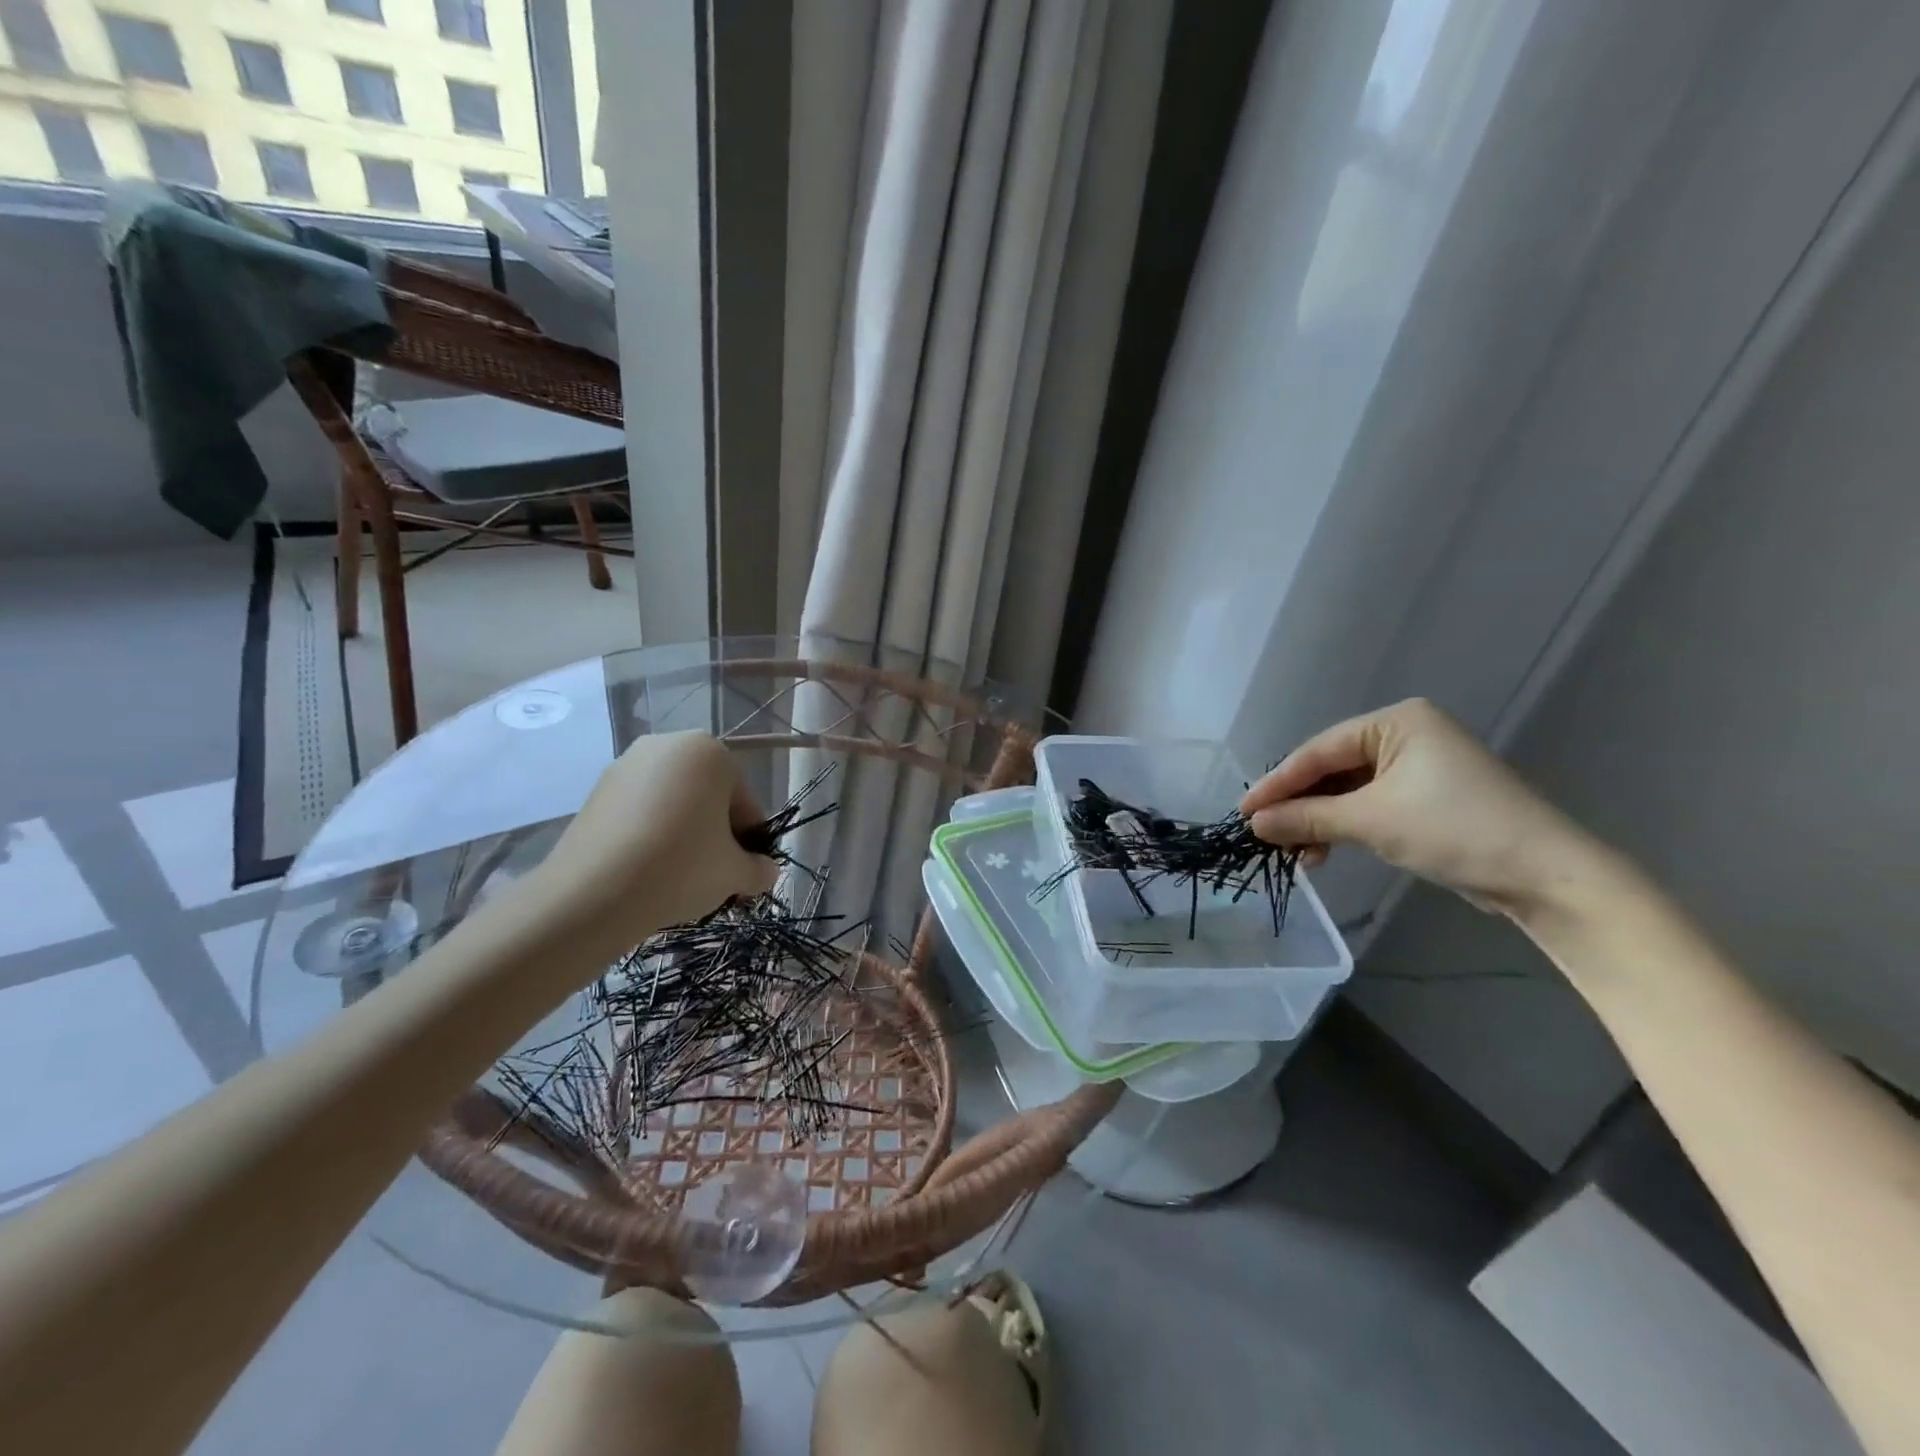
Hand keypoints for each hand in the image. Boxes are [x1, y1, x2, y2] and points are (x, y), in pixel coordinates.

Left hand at [535, 732, 776, 944]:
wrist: (593, 893)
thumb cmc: (681, 867)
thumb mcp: (735, 873)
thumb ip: (760, 869)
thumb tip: (765, 871)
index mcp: (710, 751)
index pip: (743, 800)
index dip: (748, 839)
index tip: (742, 869)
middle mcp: (667, 744)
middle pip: (707, 796)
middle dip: (713, 832)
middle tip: (713, 873)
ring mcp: (625, 764)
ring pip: (672, 803)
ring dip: (682, 833)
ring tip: (678, 875)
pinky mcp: (595, 791)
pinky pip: (639, 811)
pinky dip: (649, 834)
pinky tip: (646, 869)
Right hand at [1239, 699, 1601, 915]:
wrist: (1545, 876)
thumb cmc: (1454, 830)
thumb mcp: (1370, 821)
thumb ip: (1306, 818)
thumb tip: (1253, 824)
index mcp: (1396, 722)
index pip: (1319, 750)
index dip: (1277, 783)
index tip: (1243, 811)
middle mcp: (1406, 735)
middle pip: (1331, 769)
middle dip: (1298, 805)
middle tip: (1262, 832)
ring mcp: (1418, 767)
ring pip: (1347, 791)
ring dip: (1318, 821)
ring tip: (1293, 852)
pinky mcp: (1427, 799)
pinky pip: (1369, 806)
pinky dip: (1344, 828)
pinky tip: (1322, 853)